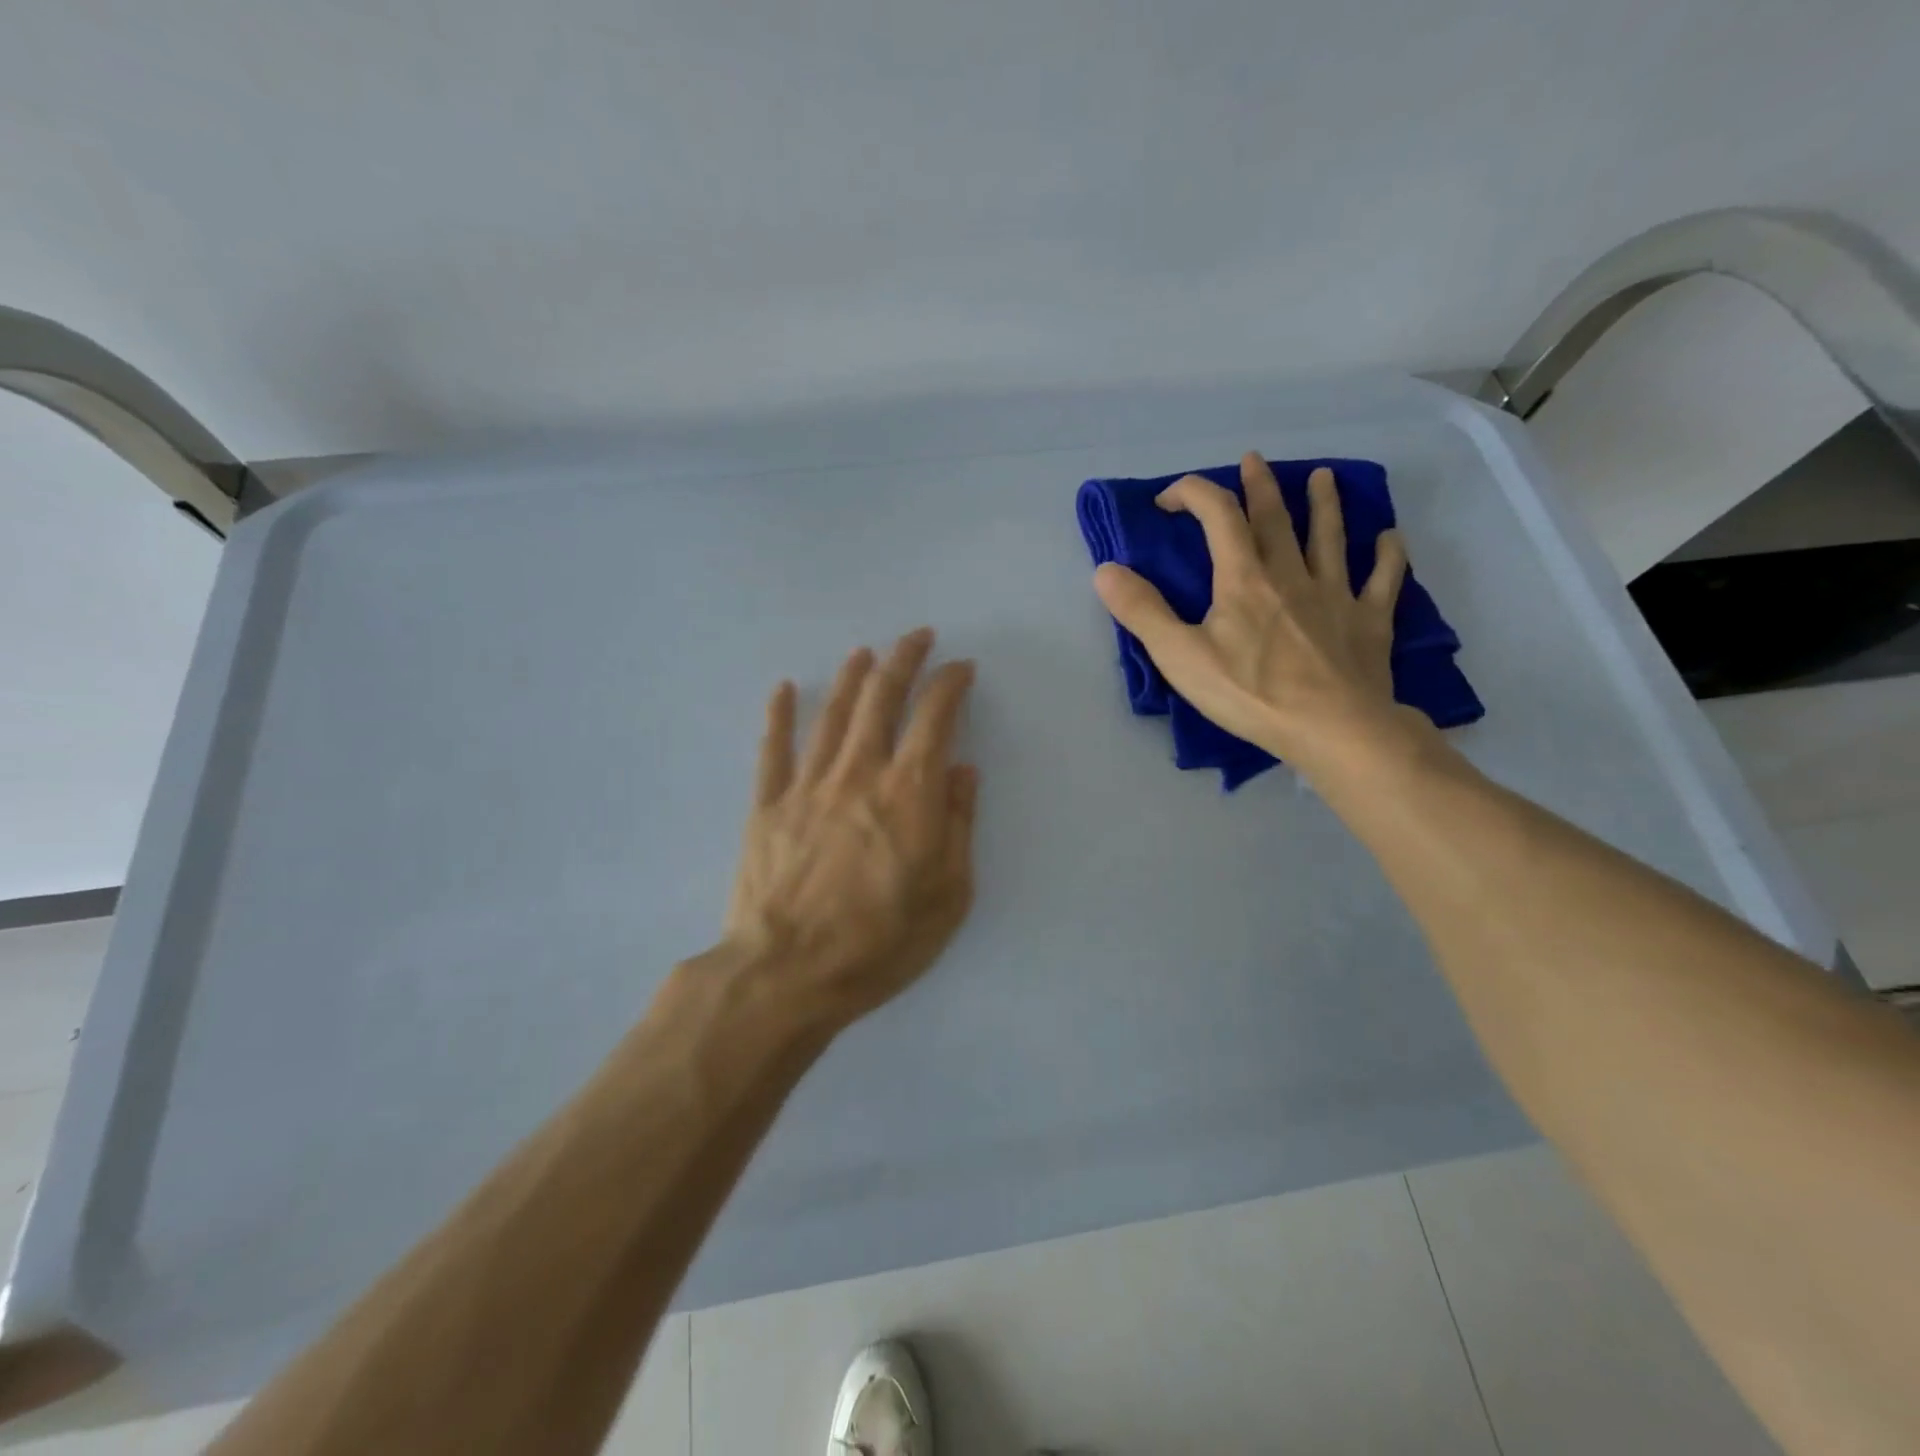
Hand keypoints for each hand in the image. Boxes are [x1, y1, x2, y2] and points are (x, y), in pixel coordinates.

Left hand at [722, 628, 977, 1026]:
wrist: (787, 973)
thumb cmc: (880, 942)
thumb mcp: (949, 895)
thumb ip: (957, 825)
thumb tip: (962, 771)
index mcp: (908, 792)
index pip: (934, 717)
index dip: (950, 683)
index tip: (961, 668)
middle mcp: (858, 772)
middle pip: (881, 698)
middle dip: (903, 659)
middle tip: (917, 636)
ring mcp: (807, 784)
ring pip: (832, 714)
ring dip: (852, 677)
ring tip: (865, 652)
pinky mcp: (767, 805)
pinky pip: (773, 748)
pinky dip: (780, 715)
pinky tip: (786, 688)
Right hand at [1093, 453, 1413, 773]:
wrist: (1332, 728)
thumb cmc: (1250, 693)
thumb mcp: (1180, 656)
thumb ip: (1142, 611)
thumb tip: (1105, 570)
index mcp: (1244, 578)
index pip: (1217, 516)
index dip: (1193, 494)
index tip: (1170, 498)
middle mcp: (1291, 573)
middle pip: (1275, 518)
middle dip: (1259, 486)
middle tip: (1253, 461)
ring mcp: (1336, 594)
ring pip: (1330, 537)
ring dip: (1325, 504)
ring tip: (1323, 477)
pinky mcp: (1369, 621)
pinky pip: (1382, 579)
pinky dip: (1387, 556)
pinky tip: (1390, 538)